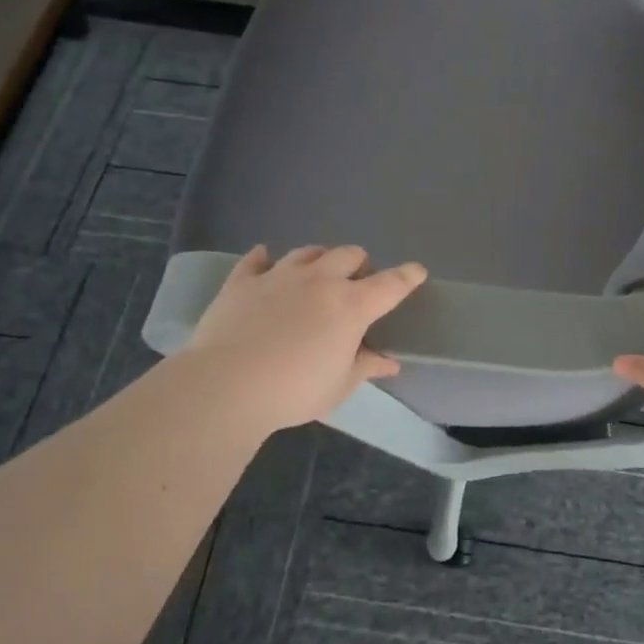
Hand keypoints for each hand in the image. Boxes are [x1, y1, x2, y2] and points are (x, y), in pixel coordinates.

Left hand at [185, 245, 426, 436]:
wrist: (226, 386)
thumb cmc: (293, 391)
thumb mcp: (338, 386)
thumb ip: (365, 367)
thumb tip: (389, 362)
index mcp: (351, 306)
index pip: (390, 284)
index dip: (407, 276)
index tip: (417, 271)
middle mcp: (319, 280)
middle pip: (349, 254)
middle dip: (359, 264)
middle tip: (356, 283)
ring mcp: (279, 276)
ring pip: (308, 251)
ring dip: (320, 259)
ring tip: (318, 272)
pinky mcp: (242, 281)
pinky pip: (256, 259)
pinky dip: (265, 258)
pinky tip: (265, 260)